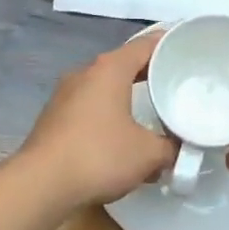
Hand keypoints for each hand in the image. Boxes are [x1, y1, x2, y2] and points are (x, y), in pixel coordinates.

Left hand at [18, 32, 175, 208]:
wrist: (40, 185)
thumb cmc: (99, 156)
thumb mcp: (148, 154)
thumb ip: (171, 147)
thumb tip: (178, 149)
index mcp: (110, 69)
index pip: (146, 44)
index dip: (170, 45)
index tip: (188, 51)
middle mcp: (85, 73)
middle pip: (124, 64)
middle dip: (150, 74)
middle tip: (175, 84)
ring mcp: (65, 95)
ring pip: (105, 88)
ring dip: (127, 98)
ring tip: (151, 113)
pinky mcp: (53, 118)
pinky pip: (90, 108)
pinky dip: (109, 115)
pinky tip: (120, 139)